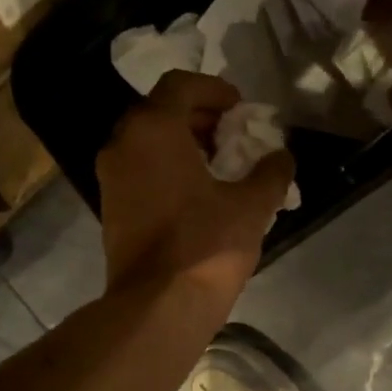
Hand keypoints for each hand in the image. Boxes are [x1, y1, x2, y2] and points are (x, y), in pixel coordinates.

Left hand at [97, 72, 294, 303]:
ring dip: (181, 144)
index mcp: (153, 129)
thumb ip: (271, 172)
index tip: (239, 108)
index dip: (215, 89)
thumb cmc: (206, 245)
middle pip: (160, 111)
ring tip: (217, 166)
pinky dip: (165, 168)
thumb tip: (281, 157)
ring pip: (146, 142)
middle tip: (231, 135)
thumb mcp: (252, 205)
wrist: (158, 305)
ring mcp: (111, 177)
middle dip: (198, 117)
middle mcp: (123, 144)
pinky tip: (195, 194)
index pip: (181, 85)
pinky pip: (139, 170)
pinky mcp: (110, 208)